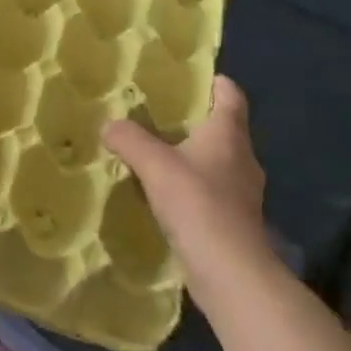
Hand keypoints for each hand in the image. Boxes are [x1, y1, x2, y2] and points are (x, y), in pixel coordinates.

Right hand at [102, 76, 277, 313]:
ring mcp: (241, 191)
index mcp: (229, 134)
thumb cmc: (198, 204)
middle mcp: (242, 157)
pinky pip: (210, 190)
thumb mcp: (155, 165)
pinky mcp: (233, 220)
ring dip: (190, 155)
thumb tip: (109, 125)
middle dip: (193, 119)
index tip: (187, 78)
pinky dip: (191, 185)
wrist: (230, 272)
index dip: (213, 82)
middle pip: (222, 127)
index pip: (230, 94)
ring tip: (155, 153)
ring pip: (215, 160)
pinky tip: (164, 194)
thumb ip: (130, 140)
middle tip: (156, 114)